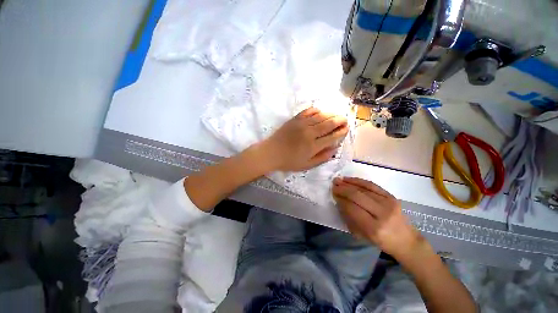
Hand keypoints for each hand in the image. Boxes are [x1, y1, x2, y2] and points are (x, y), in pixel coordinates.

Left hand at [261, 107, 348, 171]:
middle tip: (345, 120)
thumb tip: (334, 149)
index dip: (341, 132)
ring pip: (320, 116)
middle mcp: (309, 132)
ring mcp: (301, 124)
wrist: (271, 153)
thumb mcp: (306, 165)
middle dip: (340, 120)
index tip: (346, 129)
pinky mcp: (294, 119)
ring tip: (336, 115)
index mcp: (313, 146)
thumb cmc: (288, 161)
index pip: (332, 136)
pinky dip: (316, 110)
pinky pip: (308, 111)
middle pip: (329, 123)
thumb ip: (322, 158)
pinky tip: (320, 111)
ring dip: (331, 114)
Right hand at [332, 177, 426, 260]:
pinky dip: (359, 181)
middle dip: (343, 189)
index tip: (333, 194)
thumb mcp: (362, 234)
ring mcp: (388, 203)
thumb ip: (349, 217)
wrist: (406, 240)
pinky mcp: (391, 196)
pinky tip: (350, 179)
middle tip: (333, 185)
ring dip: (348, 183)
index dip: (341, 200)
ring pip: (364, 188)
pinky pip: (372, 185)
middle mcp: (382, 214)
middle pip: (357, 196)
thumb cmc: (381, 241)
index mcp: (374, 228)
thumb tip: (339, 200)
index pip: (352, 208)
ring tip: (338, 180)